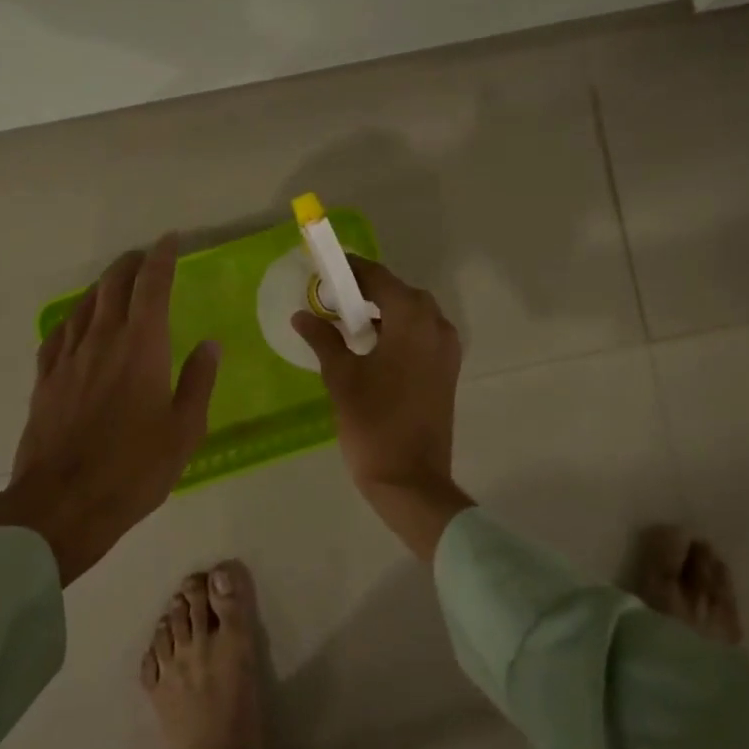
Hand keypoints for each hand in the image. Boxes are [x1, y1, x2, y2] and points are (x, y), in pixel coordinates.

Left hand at [0, 234, 219, 583]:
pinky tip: (77, 324)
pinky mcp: (45, 381)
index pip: (152, 286)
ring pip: (85, 305)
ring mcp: (69, 359)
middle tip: (145, 257)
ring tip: (116, 283)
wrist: (62, 505)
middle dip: (131, 264)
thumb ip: (198, 382)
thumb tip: (210, 344)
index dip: (162, 258)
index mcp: (142, 347)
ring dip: (103, 286)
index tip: (170, 240)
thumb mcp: (184, 431)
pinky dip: (74, 318)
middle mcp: (103, 341)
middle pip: (114, 286)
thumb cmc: (134, 470)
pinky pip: (59, 334)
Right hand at [292, 257, 473, 559]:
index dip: (352, 270)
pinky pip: (422, 335)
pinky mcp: (446, 371)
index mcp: (413, 321)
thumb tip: (302, 315)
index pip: (380, 278)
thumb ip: (323, 339)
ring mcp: (446, 350)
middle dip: (368, 290)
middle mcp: (436, 326)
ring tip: (348, 322)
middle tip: (333, 298)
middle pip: (400, 293)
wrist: (411, 480)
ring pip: (414, 314)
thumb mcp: (341, 377)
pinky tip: (371, 347)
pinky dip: (398, 331)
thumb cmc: (373, 423)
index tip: (325, 268)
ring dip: (384, 311)